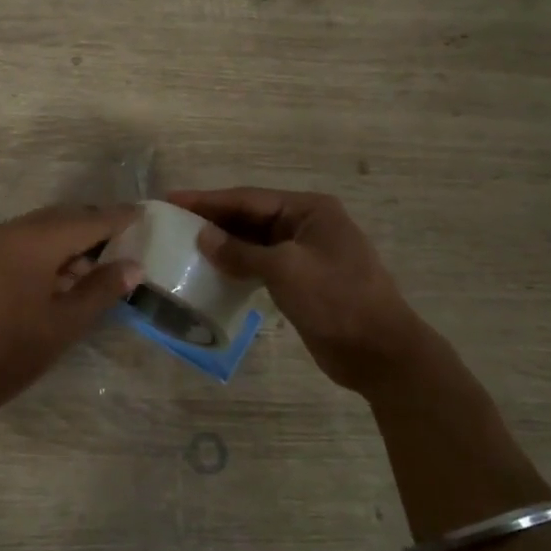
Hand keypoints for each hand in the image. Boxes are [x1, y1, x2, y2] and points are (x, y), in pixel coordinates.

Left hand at [0, 205, 142, 425]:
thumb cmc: (12, 352)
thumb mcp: (65, 323)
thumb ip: (102, 289)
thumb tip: (134, 266)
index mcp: (36, 240)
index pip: (88, 220)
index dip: (118, 218)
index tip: (144, 214)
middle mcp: (12, 230)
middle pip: (63, 217)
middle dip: (94, 226)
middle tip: (125, 241)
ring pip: (42, 228)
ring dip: (70, 240)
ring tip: (97, 266)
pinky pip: (22, 241)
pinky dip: (47, 250)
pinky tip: (61, 276)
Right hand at [167, 187, 428, 390]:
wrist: (380, 353)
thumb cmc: (336, 300)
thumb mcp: (285, 270)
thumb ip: (241, 252)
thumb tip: (202, 237)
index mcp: (310, 210)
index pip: (248, 198)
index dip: (208, 200)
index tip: (171, 199)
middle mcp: (307, 224)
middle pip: (250, 216)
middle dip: (212, 219)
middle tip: (171, 222)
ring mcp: (305, 253)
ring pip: (254, 241)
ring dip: (223, 243)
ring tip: (184, 245)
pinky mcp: (301, 280)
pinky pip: (261, 264)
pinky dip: (237, 265)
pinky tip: (213, 271)